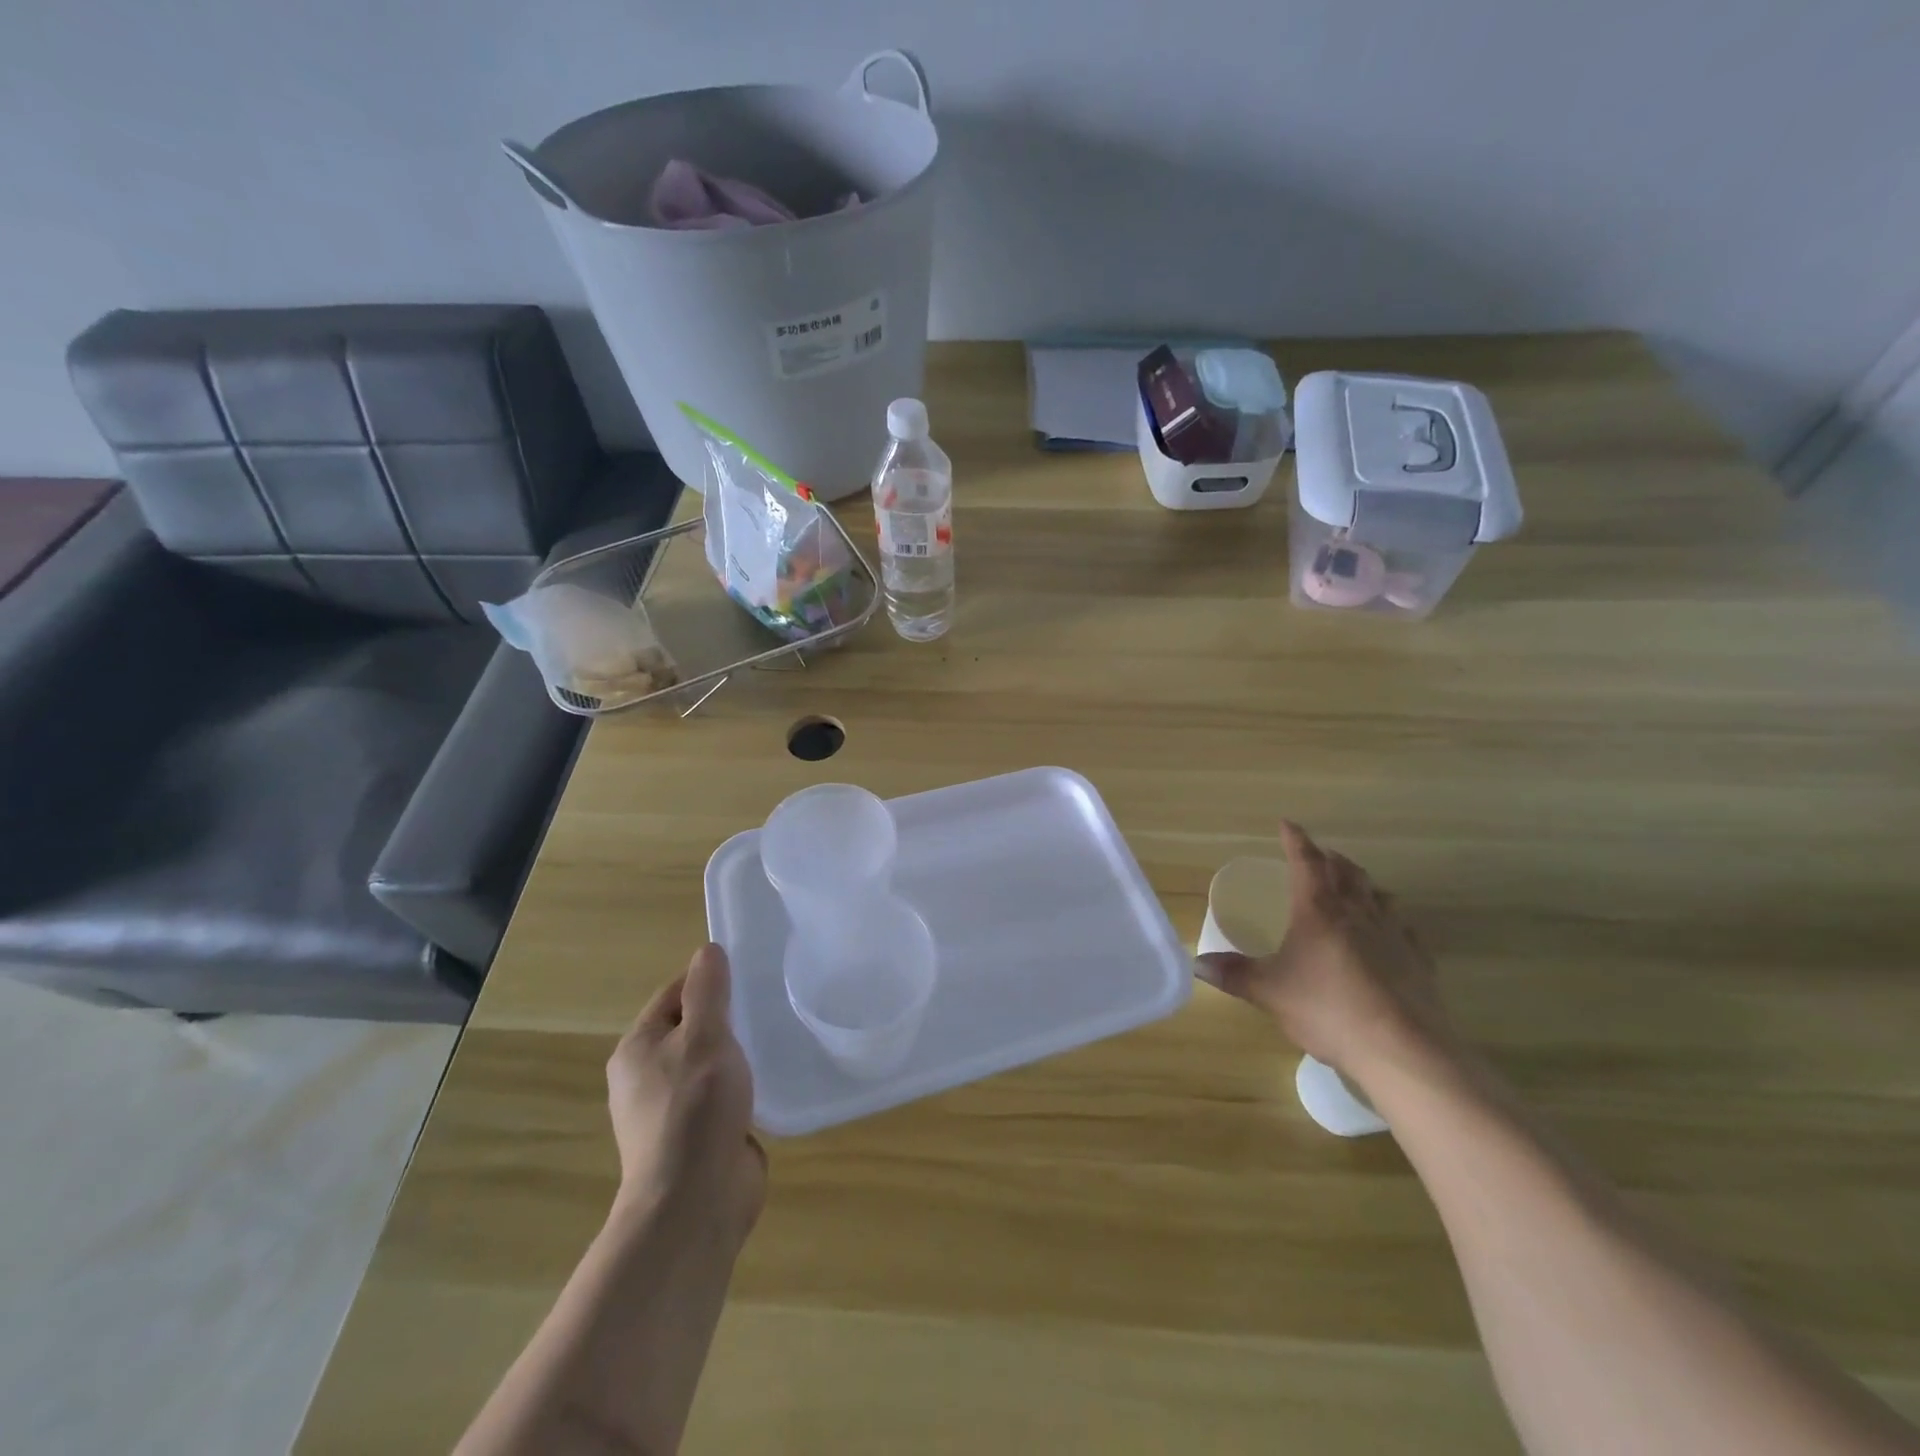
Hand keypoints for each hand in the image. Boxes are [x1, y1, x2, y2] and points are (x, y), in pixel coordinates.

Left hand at [607, 944, 766, 1245]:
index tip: (748, 973)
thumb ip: (708, 991)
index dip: (708, 979)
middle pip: (691, 1028)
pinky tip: (770, 1080)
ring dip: (737, 1053)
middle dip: (727, 1016)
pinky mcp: (697, 1137)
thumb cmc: (695, 1107)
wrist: (695, 1202)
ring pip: (708, 1064)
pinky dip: (743, 1086)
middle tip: (768, 1003)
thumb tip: (708, 950)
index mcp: (637, 1049)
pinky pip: (721, 1096)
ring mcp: (671, 1111)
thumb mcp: (705, 1037)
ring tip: (775, 1037)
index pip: (674, 995)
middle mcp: (647, 1077)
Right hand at [1197, 822, 1461, 1087]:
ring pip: (1379, 895)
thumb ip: (1234, 974)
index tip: (1287, 824)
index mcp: (1318, 910)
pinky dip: (1392, 920)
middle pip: (1347, 872)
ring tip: (1354, 887)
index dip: (1295, 840)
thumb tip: (1198, 963)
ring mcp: (1394, 935)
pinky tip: (1390, 932)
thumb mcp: (1269, 992)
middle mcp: (1358, 913)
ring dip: (1363, 884)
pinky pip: (1404, 929)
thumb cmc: (1327, 1009)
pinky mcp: (1419, 963)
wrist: (1402, 1050)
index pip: (1306, 862)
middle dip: (1330, 858)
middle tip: (1319, 855)